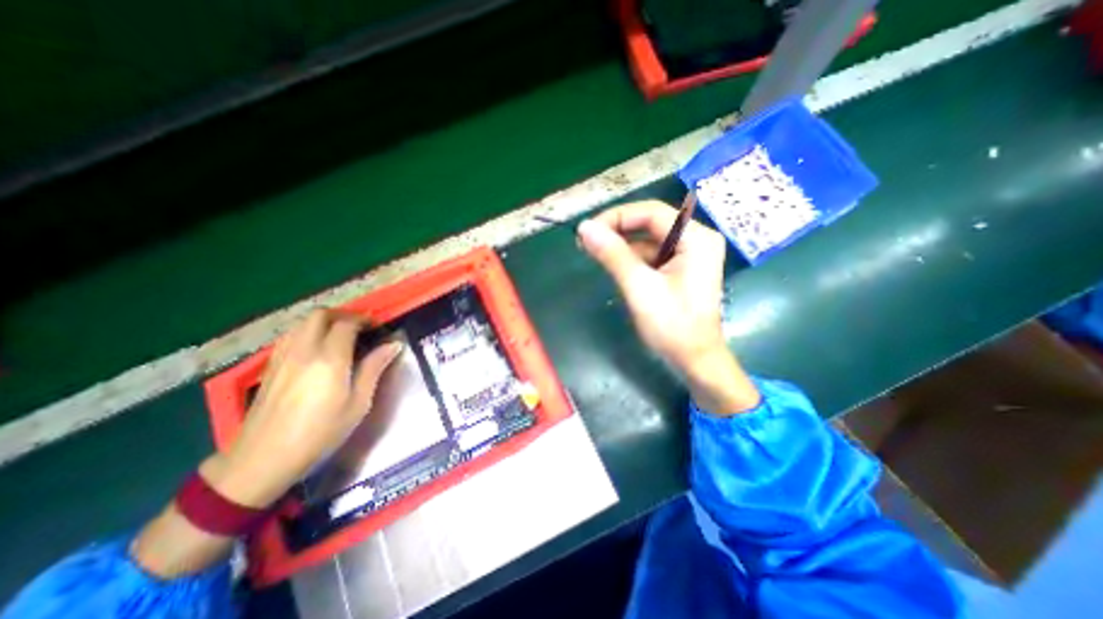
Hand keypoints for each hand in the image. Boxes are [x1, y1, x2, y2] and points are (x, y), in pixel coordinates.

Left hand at [202, 310, 399, 508]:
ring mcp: (282, 357)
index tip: (378, 327)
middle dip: (343, 315)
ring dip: (324, 321)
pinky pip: (290, 336)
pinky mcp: (269, 367)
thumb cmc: (320, 433)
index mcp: (329, 359)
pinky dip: (307, 332)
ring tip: (341, 335)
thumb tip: (393, 345)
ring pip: (301, 323)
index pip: (346, 324)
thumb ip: (374, 368)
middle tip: (361, 327)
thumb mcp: (358, 403)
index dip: (365, 320)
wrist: (262, 460)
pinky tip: (317, 349)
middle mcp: (303, 351)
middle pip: (320, 315)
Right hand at [579, 200, 759, 416]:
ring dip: (621, 245)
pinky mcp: (681, 268)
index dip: (616, 217)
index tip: (587, 231)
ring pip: (648, 239)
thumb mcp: (639, 287)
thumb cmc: (672, 326)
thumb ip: (613, 254)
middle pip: (650, 223)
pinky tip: (613, 266)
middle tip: (586, 242)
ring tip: (594, 254)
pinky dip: (631, 259)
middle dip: (617, 231)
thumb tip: (584, 228)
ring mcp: (690, 254)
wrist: (694, 361)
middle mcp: (696, 239)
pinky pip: (652, 255)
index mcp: (695, 238)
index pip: (651, 212)